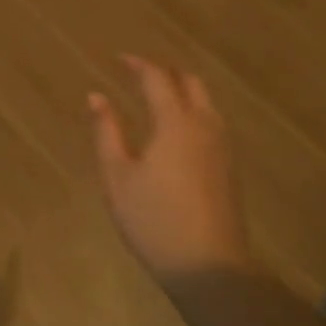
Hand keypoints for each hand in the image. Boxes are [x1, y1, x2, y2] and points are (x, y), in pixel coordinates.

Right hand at [89, 56, 247, 286]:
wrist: (210, 267)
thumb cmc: (154, 220)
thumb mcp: (118, 176)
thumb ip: (107, 131)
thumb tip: (96, 96)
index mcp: (175, 122)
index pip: (158, 78)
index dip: (138, 64)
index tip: (120, 58)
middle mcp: (204, 125)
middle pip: (190, 82)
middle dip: (165, 72)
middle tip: (139, 74)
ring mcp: (222, 146)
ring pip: (206, 101)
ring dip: (182, 90)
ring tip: (157, 96)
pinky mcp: (229, 167)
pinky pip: (212, 121)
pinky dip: (193, 110)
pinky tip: (177, 129)